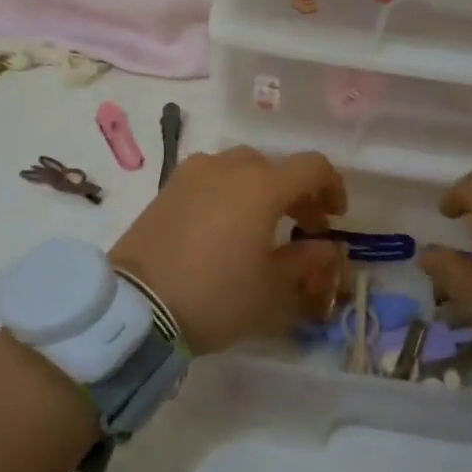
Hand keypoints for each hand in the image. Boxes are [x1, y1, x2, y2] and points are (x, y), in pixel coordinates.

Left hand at [111, 147, 347, 354]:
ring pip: (240, 168)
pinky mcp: (168, 187)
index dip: (332, 186)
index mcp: (262, 186)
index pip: (312, 166)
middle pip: (275, 166)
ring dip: (261, 189)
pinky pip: (211, 178)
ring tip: (261, 225)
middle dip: (296, 193)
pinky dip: (229, 192)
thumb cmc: (215, 295)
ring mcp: (193, 173)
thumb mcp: (270, 288)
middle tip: (303, 227)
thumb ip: (305, 261)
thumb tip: (326, 247)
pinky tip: (224, 225)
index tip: (335, 216)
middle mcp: (228, 167)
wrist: (136, 305)